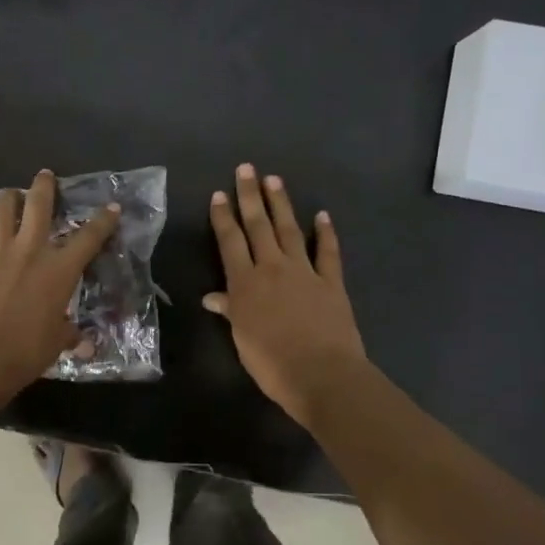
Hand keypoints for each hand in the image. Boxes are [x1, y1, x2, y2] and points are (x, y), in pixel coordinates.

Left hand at [0, 169, 120, 402]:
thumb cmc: (26, 352)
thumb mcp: (56, 344)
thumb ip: (70, 336)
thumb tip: (84, 345)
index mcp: (59, 270)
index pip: (89, 238)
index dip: (103, 220)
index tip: (112, 206)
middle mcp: (30, 250)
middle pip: (39, 205)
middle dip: (44, 186)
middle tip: (45, 175)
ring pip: (1, 210)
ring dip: (6, 199)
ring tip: (9, 195)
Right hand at [205, 164, 366, 427]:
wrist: (322, 374)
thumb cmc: (272, 364)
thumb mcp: (242, 339)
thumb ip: (230, 312)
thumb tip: (212, 297)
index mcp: (245, 284)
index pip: (230, 242)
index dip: (224, 217)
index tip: (219, 194)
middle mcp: (272, 269)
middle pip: (258, 226)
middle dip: (250, 197)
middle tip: (246, 169)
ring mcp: (304, 272)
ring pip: (289, 230)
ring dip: (281, 204)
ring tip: (274, 180)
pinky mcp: (331, 282)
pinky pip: (327, 252)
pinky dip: (325, 233)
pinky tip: (322, 215)